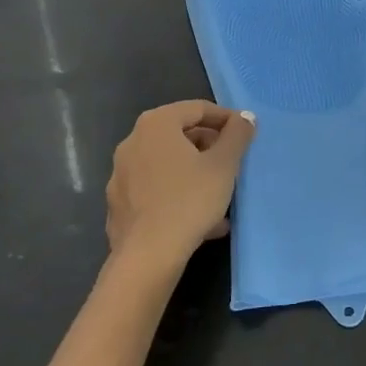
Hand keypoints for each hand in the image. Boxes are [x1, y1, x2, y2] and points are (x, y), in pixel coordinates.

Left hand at [105, 102, 254, 265]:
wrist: (147, 256)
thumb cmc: (189, 200)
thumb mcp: (224, 165)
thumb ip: (237, 135)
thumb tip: (245, 117)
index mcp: (156, 124)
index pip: (197, 108)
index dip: (225, 119)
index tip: (245, 134)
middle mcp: (132, 142)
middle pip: (179, 135)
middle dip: (209, 147)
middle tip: (232, 163)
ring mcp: (121, 174)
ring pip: (168, 165)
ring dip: (195, 174)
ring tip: (221, 194)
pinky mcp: (119, 204)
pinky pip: (155, 190)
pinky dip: (178, 195)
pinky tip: (201, 219)